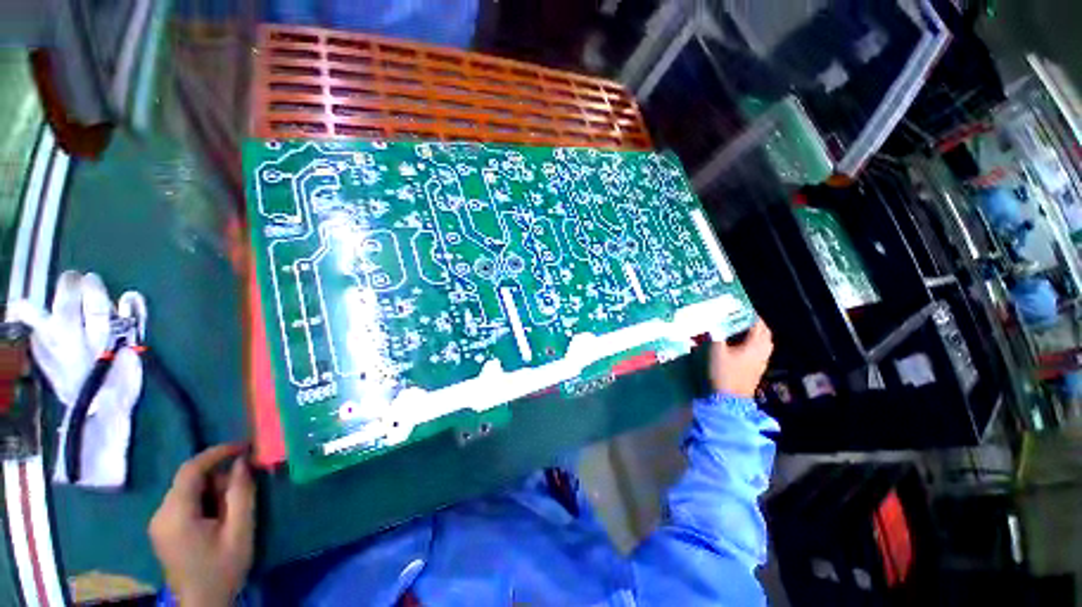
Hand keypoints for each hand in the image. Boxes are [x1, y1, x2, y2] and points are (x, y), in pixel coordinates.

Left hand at [149, 444, 254, 606]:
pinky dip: (203, 500)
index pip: (190, 469)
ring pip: (187, 491)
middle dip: (218, 476)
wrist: (203, 603)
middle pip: (188, 480)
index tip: (244, 446)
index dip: (216, 453)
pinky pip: (183, 502)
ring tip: (232, 507)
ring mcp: (158, 523)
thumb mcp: (240, 531)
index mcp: (176, 514)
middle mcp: (160, 514)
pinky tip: (218, 516)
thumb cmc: (223, 568)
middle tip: (244, 486)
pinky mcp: (162, 529)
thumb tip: (243, 462)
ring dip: (212, 490)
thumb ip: (241, 493)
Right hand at [710, 319, 772, 397]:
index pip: (758, 323)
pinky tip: (738, 345)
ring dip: (753, 334)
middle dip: (753, 323)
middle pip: (763, 333)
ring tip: (738, 329)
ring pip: (762, 343)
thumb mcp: (715, 350)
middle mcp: (762, 352)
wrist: (727, 401)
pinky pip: (758, 351)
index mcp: (756, 345)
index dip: (749, 313)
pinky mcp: (755, 370)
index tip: (738, 306)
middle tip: (739, 316)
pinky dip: (751, 343)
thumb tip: (711, 320)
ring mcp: (760, 362)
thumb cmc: (723, 373)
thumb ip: (714, 333)